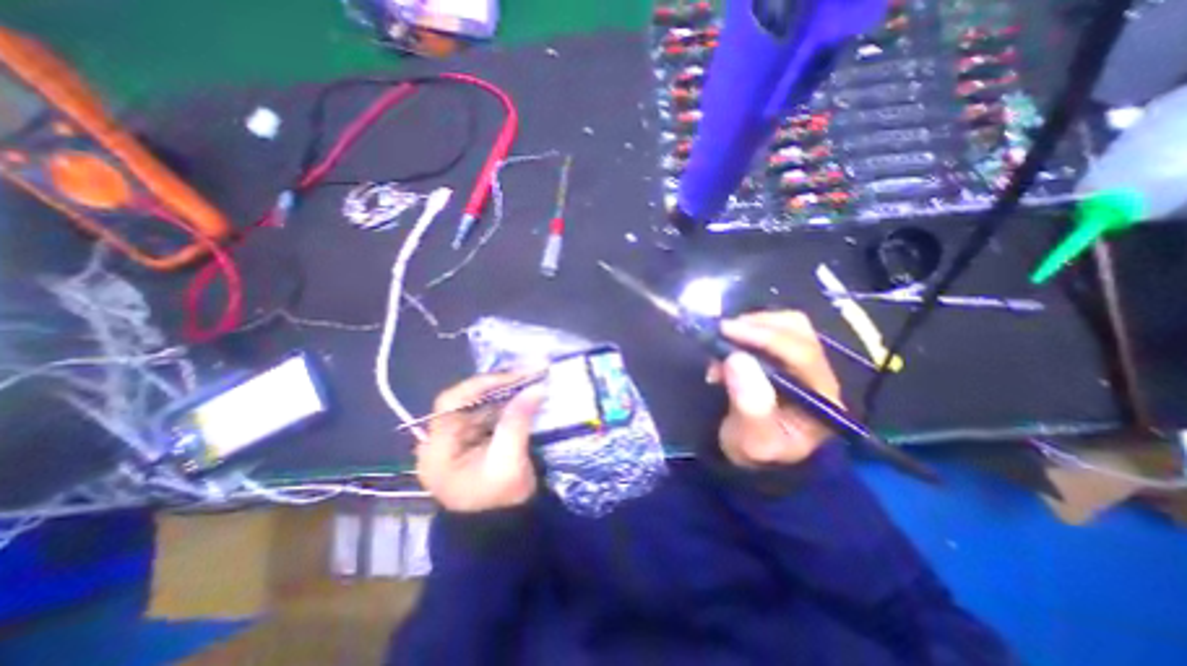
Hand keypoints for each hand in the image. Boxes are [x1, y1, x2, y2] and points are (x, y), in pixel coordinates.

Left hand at [418, 371, 545, 512]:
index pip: (451, 402)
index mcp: (437, 450)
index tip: (514, 376)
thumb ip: (517, 421)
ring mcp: (458, 440)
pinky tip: (525, 395)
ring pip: (480, 404)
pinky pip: (489, 413)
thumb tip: (535, 388)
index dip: (481, 384)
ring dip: (506, 391)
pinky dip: (507, 403)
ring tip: (531, 379)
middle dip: (499, 384)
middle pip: (466, 400)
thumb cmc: (499, 502)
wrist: (502, 531)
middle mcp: (441, 440)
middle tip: (529, 372)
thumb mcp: (508, 462)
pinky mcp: (474, 440)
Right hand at [707, 311, 837, 466]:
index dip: (764, 337)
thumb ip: (749, 405)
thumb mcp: (752, 440)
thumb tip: (737, 358)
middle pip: (797, 330)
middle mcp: (819, 373)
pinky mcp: (786, 357)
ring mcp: (804, 362)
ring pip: (785, 324)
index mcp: (821, 397)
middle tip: (721, 332)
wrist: (754, 453)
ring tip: (723, 341)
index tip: (726, 330)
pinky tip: (730, 345)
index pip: (801, 354)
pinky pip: (771, 330)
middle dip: (756, 325)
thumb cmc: (756, 450)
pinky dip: (748, 330)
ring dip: (751, 325)